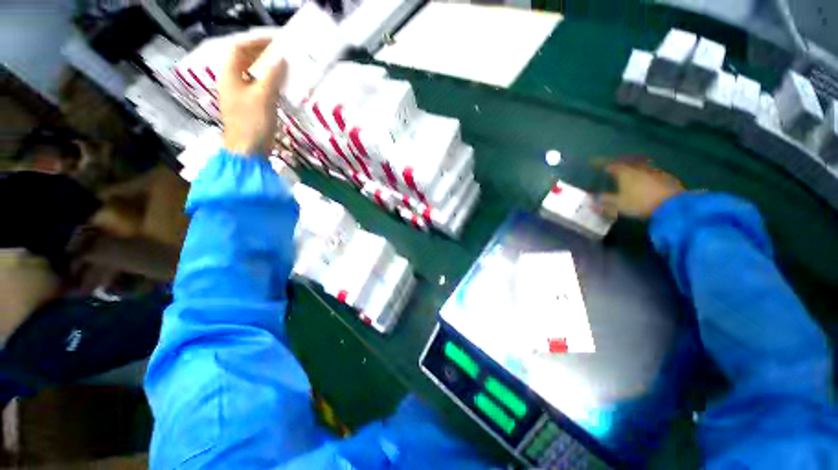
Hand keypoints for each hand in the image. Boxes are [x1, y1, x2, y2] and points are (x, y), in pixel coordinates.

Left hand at [218, 36, 285, 155]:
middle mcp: (231, 82)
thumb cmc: (253, 123)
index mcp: (229, 75)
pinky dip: (267, 83)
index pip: (239, 48)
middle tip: (281, 53)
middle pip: (243, 60)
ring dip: (265, 68)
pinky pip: (256, 87)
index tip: (275, 42)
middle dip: (261, 54)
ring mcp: (238, 95)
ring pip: (251, 74)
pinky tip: (280, 86)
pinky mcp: (247, 107)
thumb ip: (272, 76)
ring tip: (283, 67)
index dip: (255, 42)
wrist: (247, 151)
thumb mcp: (263, 97)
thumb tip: (281, 60)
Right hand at [599, 160, 684, 218]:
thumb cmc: (640, 202)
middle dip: (618, 164)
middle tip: (612, 166)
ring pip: (640, 166)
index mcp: (625, 173)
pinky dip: (644, 174)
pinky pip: (651, 172)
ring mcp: (654, 171)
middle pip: (626, 163)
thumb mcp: (619, 205)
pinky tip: (645, 179)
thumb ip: (605, 202)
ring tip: (628, 171)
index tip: (593, 161)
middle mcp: (639, 168)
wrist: (673, 204)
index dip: (601, 163)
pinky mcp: (666, 177)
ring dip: (632, 168)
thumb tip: (592, 200)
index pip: (610, 165)